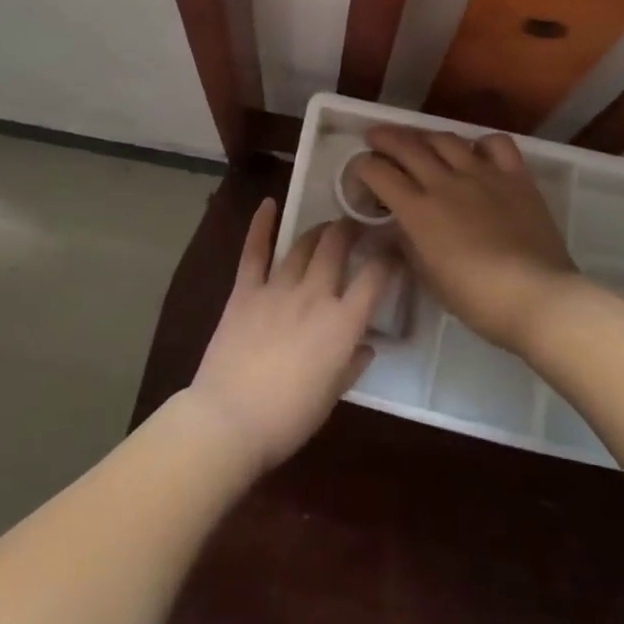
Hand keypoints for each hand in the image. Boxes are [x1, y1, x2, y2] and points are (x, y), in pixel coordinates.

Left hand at [187, 199, 389, 472]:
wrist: (230, 419)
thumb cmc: (288, 418)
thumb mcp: (332, 396)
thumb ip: (351, 364)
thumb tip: (366, 345)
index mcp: (342, 324)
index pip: (375, 278)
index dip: (388, 257)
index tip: (393, 248)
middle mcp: (314, 295)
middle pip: (337, 247)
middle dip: (350, 229)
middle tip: (357, 226)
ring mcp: (277, 288)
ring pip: (303, 245)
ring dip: (318, 230)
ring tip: (327, 226)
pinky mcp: (245, 290)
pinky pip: (255, 251)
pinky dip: (261, 225)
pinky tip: (268, 204)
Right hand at [354, 126, 579, 353]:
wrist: (537, 297)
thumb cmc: (476, 299)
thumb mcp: (428, 278)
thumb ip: (408, 246)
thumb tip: (397, 228)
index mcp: (418, 210)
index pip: (378, 173)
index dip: (362, 167)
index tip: (359, 171)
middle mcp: (445, 182)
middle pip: (406, 146)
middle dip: (384, 138)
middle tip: (374, 138)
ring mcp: (482, 174)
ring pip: (445, 139)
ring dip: (425, 136)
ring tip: (419, 141)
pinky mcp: (515, 176)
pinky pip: (495, 143)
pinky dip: (480, 142)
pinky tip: (475, 152)